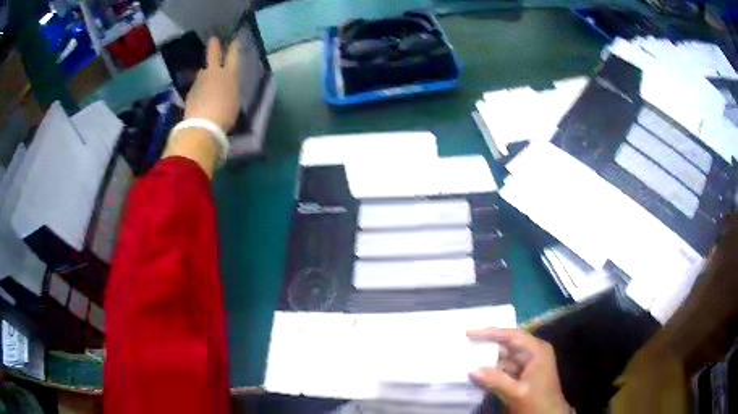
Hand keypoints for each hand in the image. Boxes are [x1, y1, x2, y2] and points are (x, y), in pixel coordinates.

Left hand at [184, 37, 240, 131]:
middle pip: (213, 56)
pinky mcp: (190, 92)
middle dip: (214, 47)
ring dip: (205, 72)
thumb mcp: (234, 100)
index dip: (234, 47)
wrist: (203, 125)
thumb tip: (224, 87)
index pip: (233, 56)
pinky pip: (197, 86)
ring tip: (206, 74)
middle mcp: (214, 73)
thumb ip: (229, 89)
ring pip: (202, 72)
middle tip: (213, 39)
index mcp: (229, 75)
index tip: (235, 40)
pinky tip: (201, 95)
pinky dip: (199, 88)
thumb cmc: (225, 114)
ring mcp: (200, 82)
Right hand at [467, 329, 569, 413]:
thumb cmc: (538, 402)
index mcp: (536, 351)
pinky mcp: (523, 376)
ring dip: (488, 359)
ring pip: (504, 357)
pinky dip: (492, 371)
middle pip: (508, 344)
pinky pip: (505, 369)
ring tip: (466, 357)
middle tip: (465, 343)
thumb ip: (495, 380)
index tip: (469, 333)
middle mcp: (533, 353)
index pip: (512, 336)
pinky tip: (477, 374)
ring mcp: (528, 364)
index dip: (490, 333)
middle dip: (487, 345)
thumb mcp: (517, 392)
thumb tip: (471, 369)